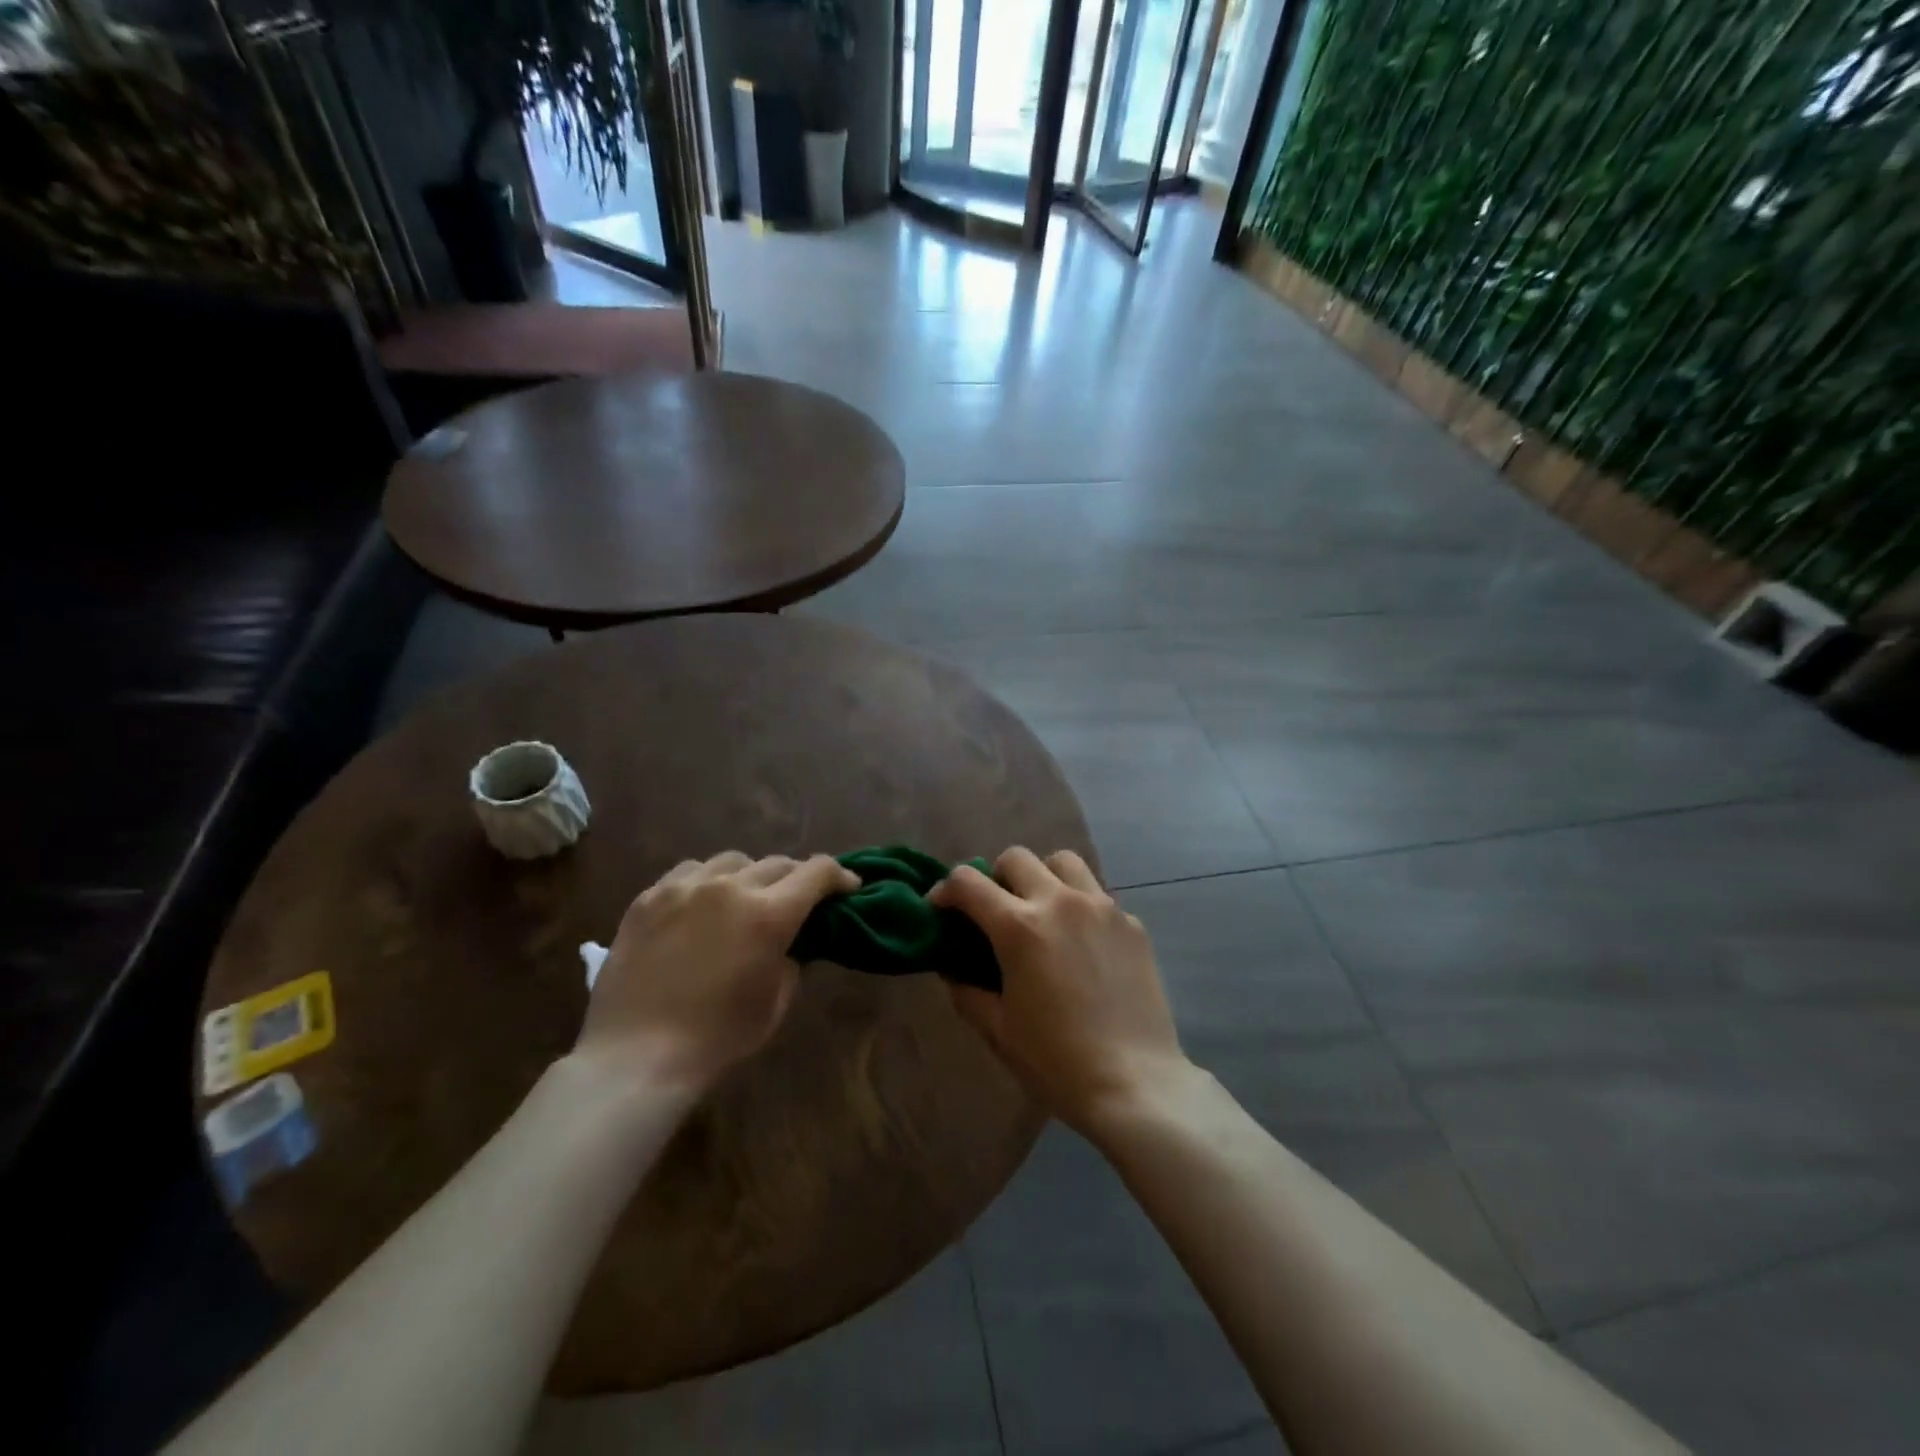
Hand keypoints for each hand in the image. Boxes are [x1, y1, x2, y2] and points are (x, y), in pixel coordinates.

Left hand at [575, 851, 859, 1098]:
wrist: (636, 1056)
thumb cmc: (718, 1038)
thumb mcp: (776, 1002)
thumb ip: (792, 960)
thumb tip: (792, 941)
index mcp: (769, 914)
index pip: (817, 872)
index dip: (839, 875)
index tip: (847, 888)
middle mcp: (730, 888)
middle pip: (777, 863)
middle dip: (796, 879)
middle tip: (796, 901)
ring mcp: (685, 888)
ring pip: (732, 861)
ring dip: (749, 876)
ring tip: (744, 899)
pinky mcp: (649, 897)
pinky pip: (689, 872)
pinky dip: (707, 881)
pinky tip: (701, 905)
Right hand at [930, 847, 1191, 1135]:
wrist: (1135, 1084)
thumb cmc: (1056, 1062)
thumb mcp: (997, 1029)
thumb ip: (966, 989)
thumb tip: (953, 966)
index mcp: (1019, 927)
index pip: (967, 882)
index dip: (944, 890)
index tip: (941, 910)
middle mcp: (1060, 902)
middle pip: (1016, 857)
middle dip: (995, 877)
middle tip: (995, 912)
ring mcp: (1102, 908)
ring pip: (1063, 861)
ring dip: (1042, 876)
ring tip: (1041, 911)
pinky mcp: (1132, 923)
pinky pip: (1097, 894)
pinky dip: (1079, 905)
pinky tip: (1081, 944)